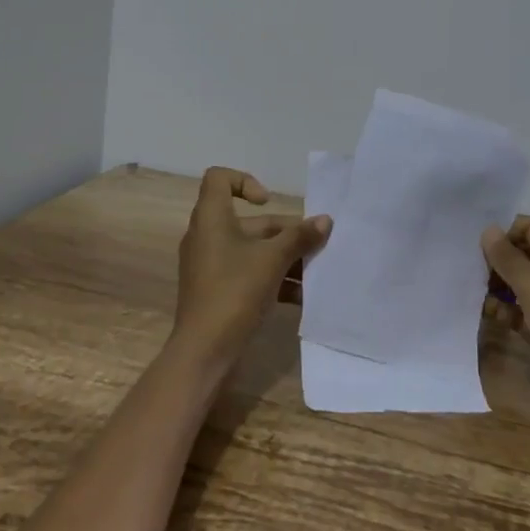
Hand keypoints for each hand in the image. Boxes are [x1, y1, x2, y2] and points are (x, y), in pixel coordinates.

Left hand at [175, 167, 331, 364]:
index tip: (268, 202)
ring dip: (284, 257)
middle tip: (315, 245)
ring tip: (315, 273)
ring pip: (252, 250)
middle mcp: (207, 236)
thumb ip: (299, 237)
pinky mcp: (218, 290)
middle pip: (249, 221)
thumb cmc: (234, 292)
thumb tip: (325, 220)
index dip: (245, 181)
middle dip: (284, 232)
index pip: (219, 178)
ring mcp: (211, 265)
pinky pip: (248, 273)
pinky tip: (301, 296)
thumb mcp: (272, 261)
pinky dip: (273, 278)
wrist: (204, 352)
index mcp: (211, 218)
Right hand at [480, 215, 529, 386]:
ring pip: (521, 285)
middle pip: (525, 256)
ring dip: (498, 286)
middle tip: (467, 267)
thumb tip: (488, 230)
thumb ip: (508, 258)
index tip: (474, 242)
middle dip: (498, 260)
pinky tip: (488, 314)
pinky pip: (521, 311)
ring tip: (473, 290)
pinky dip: (505, 310)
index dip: (505, 231)